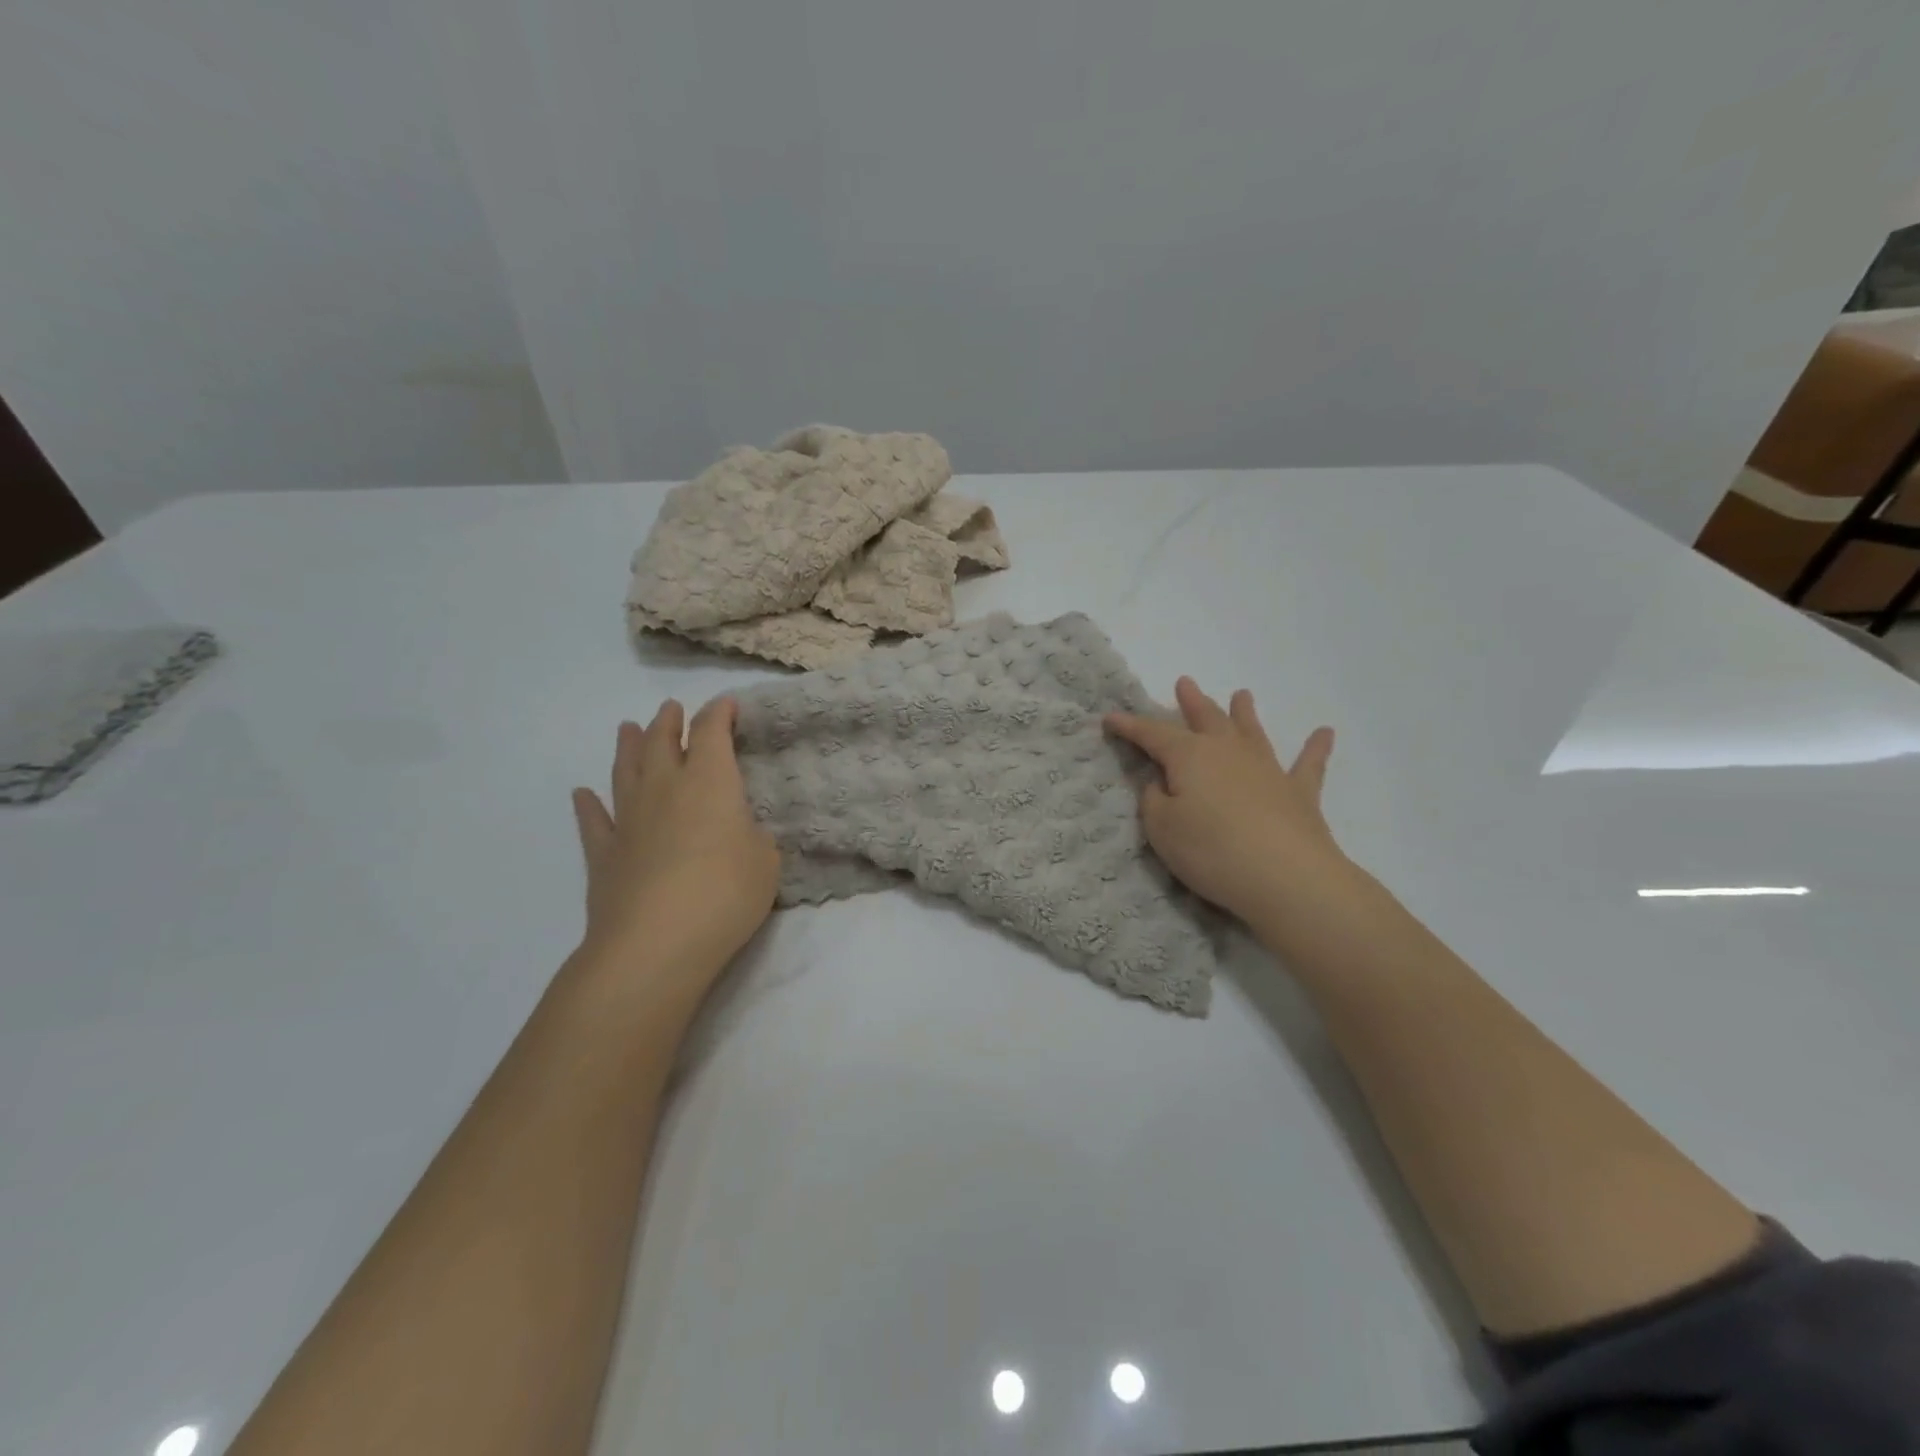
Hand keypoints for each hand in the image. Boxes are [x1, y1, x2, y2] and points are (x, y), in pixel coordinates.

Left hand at [571, 697, 780, 999]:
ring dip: (628, 748)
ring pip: (625, 771)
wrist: (656, 943)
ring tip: (627, 729)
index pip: (711, 733)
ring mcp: (629, 820)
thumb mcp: (765, 860)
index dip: (719, 714)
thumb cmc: (725, 893)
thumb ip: (752, 836)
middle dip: (669, 722)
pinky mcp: (604, 855)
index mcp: (709, 782)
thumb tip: (737, 831)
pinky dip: (588, 806)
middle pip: (662, 743)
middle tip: (670, 709)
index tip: (726, 704)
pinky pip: (594, 822)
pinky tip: (582, 795)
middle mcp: (665, 789)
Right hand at [1105, 678, 1343, 927]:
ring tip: (1241, 694)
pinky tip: (1325, 733)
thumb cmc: (1212, 851)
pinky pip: (1308, 764)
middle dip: (1192, 702)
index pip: (1152, 735)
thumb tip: (1161, 783)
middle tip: (1185, 683)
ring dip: (1244, 712)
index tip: (1110, 718)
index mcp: (1190, 756)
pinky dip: (1316, 748)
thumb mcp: (1162, 828)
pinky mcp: (1299, 793)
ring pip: (1251, 731)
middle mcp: (1228, 752)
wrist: (1286, 876)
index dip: (1129, 726)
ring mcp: (1267, 769)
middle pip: (1206, 719)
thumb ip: (1154, 801)